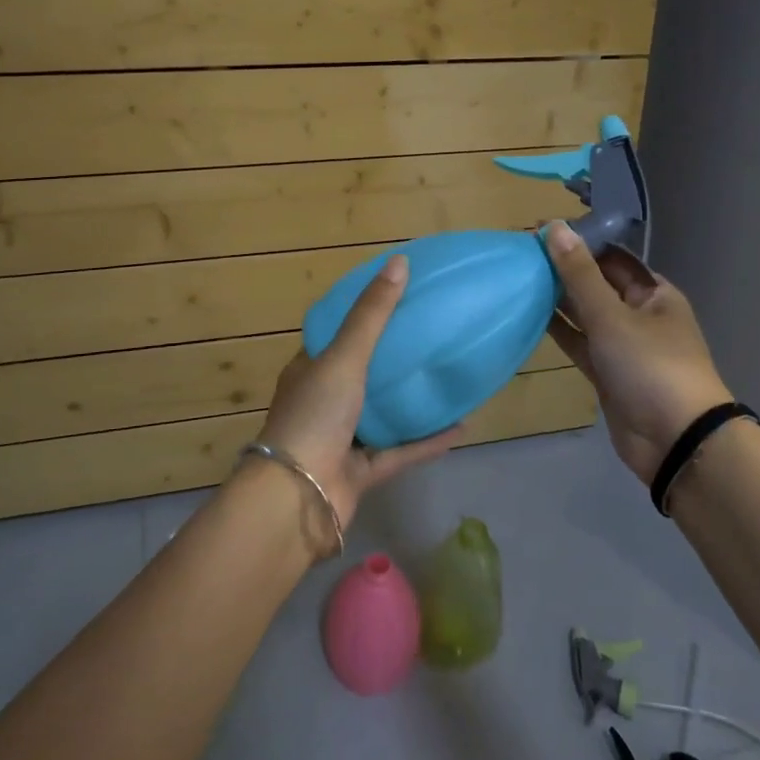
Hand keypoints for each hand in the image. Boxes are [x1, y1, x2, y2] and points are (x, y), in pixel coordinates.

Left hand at [254, 253, 458, 528]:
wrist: (298, 498)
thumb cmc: (315, 415)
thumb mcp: (344, 356)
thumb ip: (372, 314)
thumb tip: (400, 261)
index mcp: (309, 370)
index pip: (335, 336)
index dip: (362, 316)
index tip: (397, 298)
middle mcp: (323, 402)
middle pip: (361, 373)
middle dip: (392, 357)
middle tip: (431, 333)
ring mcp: (342, 439)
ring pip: (382, 414)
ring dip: (410, 400)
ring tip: (445, 376)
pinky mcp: (362, 472)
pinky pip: (400, 451)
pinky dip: (427, 440)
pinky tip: (460, 425)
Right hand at [543, 222, 733, 485]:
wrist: (675, 441)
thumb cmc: (651, 366)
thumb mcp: (612, 316)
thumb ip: (580, 274)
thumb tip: (555, 227)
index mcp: (654, 293)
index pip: (611, 257)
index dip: (579, 242)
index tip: (540, 230)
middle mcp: (639, 314)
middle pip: (597, 284)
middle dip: (564, 269)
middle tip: (521, 252)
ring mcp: (623, 345)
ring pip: (585, 314)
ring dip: (558, 298)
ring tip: (519, 277)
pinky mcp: (607, 373)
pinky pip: (580, 343)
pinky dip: (559, 330)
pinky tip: (530, 313)